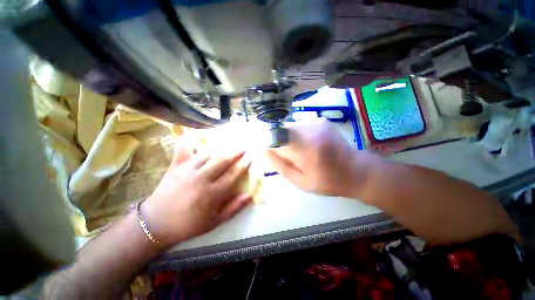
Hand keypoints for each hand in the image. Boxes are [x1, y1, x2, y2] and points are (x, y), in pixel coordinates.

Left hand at [142, 145, 251, 246]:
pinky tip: (192, 136)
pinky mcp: (174, 168)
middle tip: (243, 148)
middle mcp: (201, 179)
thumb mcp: (214, 222)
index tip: (249, 158)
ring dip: (219, 150)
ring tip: (227, 147)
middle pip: (222, 161)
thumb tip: (250, 196)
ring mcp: (187, 171)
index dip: (243, 165)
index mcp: (212, 194)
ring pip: (207, 155)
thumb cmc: (188, 224)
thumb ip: (233, 208)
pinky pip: (183, 151)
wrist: (155, 224)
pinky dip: (188, 143)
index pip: (233, 175)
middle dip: (235, 153)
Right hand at [265, 119, 377, 197]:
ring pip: (289, 127)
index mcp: (308, 147)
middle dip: (277, 142)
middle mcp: (312, 128)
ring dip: (287, 140)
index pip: (276, 135)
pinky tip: (306, 146)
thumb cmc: (328, 181)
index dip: (265, 139)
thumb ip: (280, 165)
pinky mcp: (320, 120)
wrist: (356, 170)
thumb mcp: (301, 182)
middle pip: (281, 130)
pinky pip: (298, 127)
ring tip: (299, 153)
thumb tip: (262, 150)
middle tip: (287, 156)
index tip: (263, 149)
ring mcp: (317, 122)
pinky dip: (296, 136)